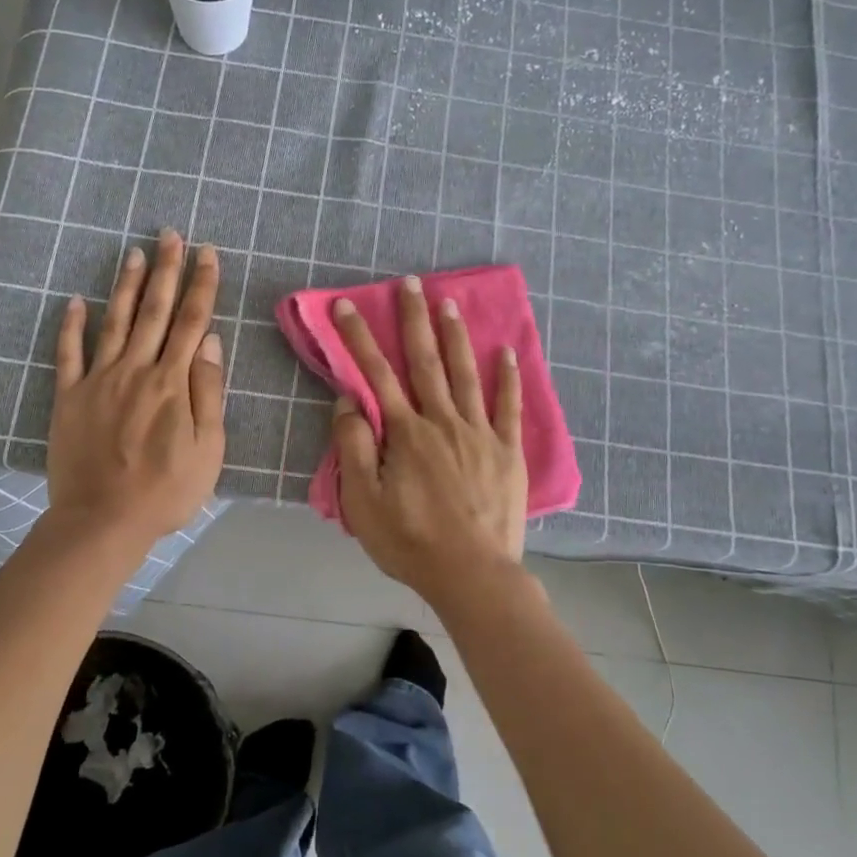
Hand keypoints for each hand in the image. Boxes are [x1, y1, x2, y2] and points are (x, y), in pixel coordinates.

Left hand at [47, 230, 225, 545]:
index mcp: (172, 383)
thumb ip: (209, 392)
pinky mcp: (69, 397)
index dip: (201, 285)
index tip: (208, 253)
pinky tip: (75, 300)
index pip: (191, 321)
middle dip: (166, 270)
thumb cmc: (166, 491)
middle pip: (154, 311)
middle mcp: (136, 370)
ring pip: (115, 322)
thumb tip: (210, 341)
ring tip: (134, 252)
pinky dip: (71, 325)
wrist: (103, 521)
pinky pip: (68, 354)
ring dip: (126, 285)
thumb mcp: (208, 449)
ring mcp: (98, 381)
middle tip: (170, 234)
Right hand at [330, 276, 527, 597]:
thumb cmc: (411, 541)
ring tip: (449, 302)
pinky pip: (509, 406)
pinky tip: (508, 350)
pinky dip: (509, 377)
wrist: (472, 574)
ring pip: (466, 373)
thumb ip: (354, 448)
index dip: (359, 338)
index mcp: (405, 433)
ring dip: (455, 335)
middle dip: (414, 319)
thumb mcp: (363, 502)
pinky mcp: (507, 450)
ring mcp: (479, 433)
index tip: (346, 305)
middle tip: (411, 282)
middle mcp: (442, 421)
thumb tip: (349, 402)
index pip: (376, 374)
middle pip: (424, 361)